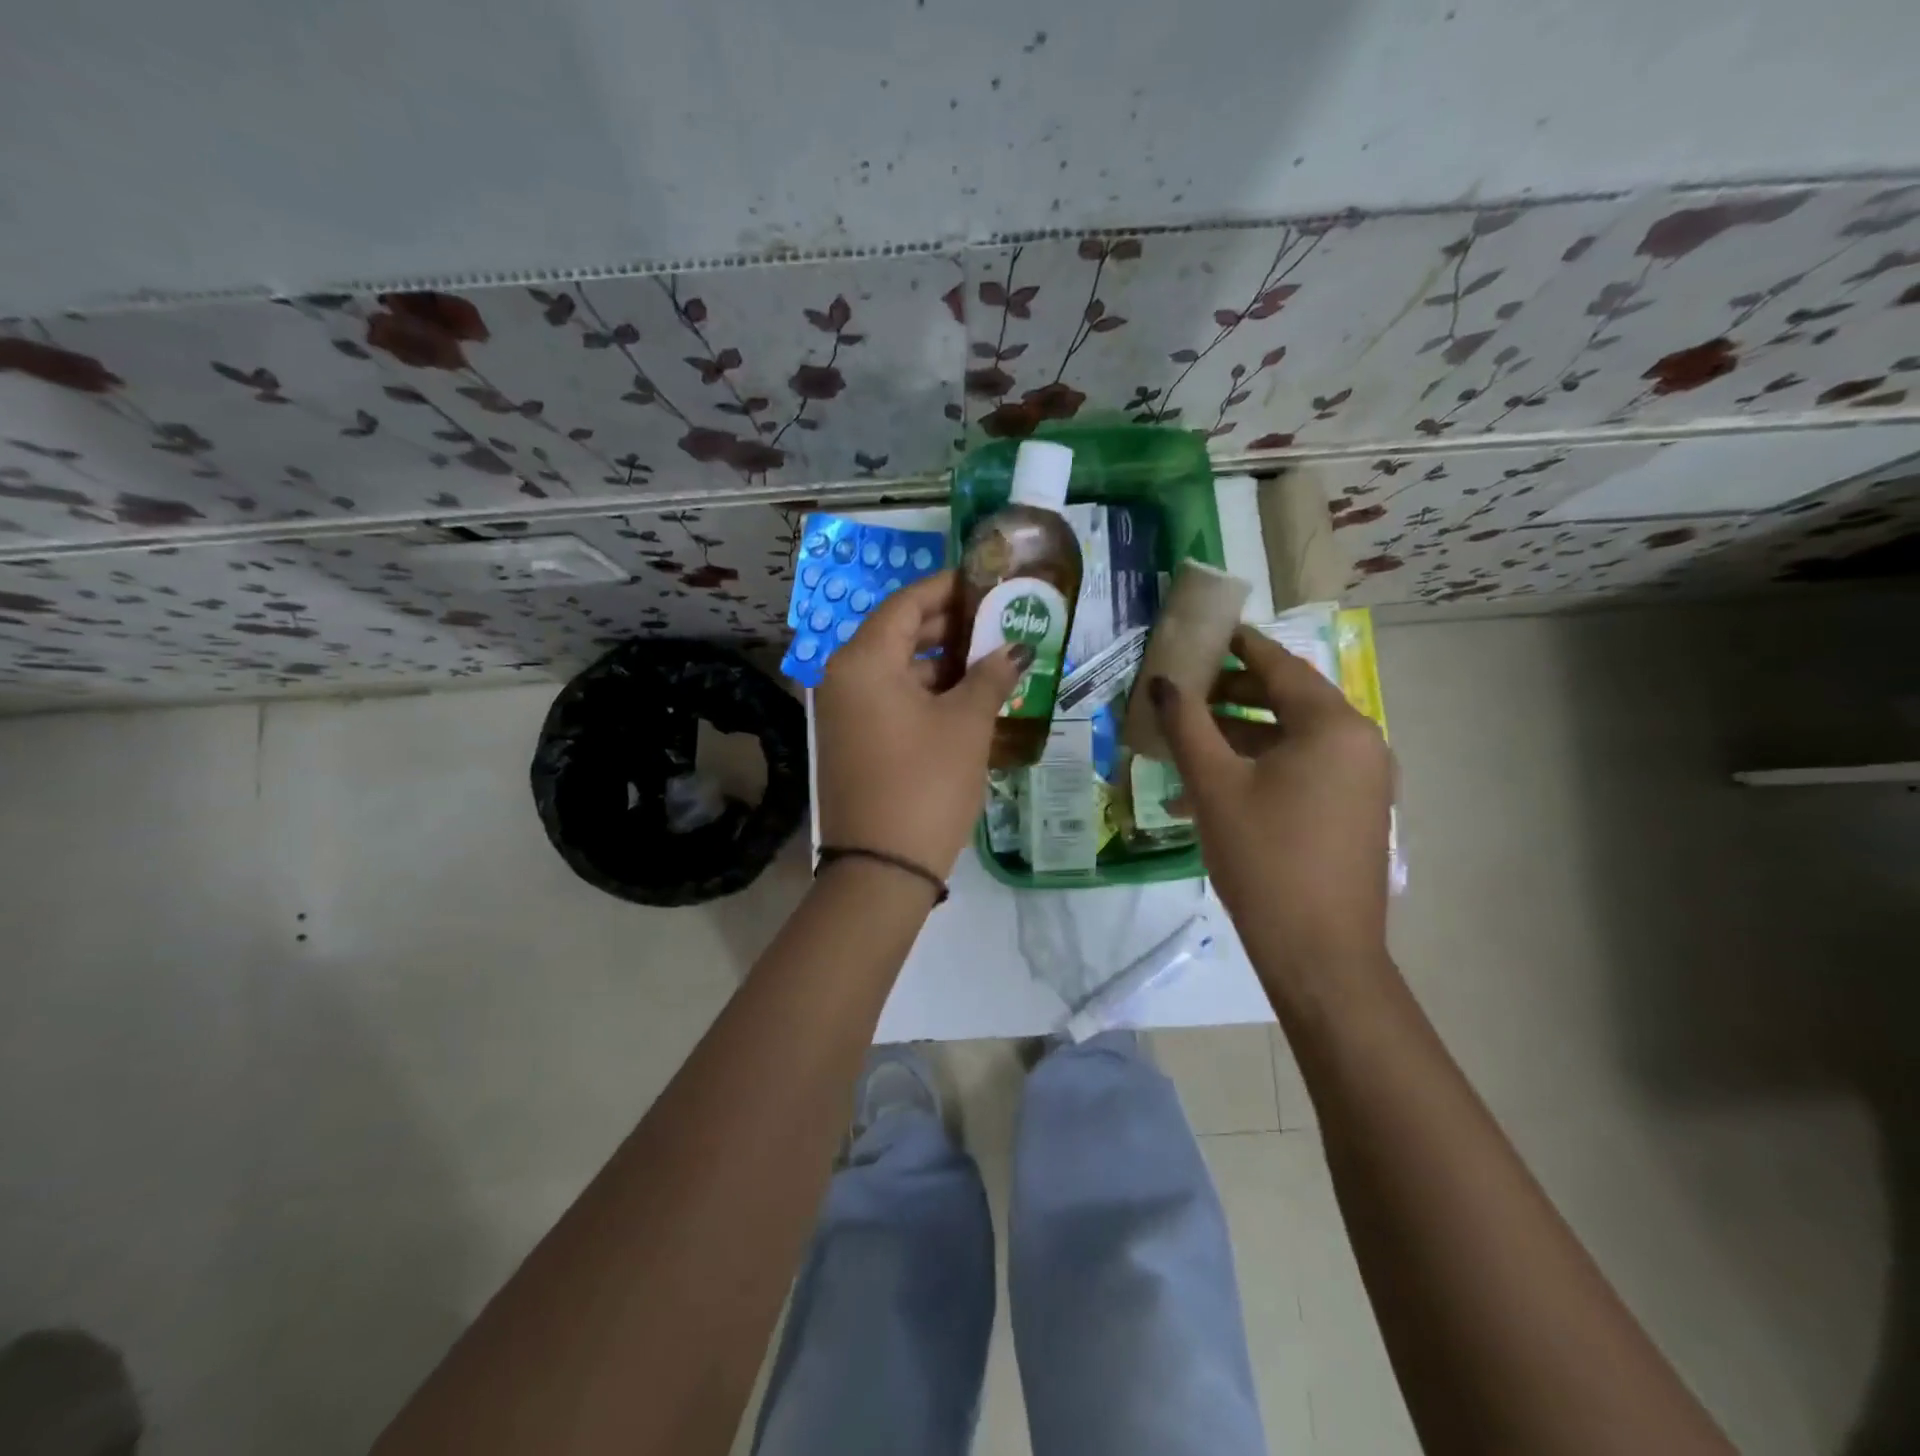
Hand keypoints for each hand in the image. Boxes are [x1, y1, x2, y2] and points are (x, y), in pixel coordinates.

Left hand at [814, 570, 1029, 878]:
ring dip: (940, 664)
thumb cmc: (925, 783)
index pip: (906, 604)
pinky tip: (964, 699)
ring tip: (990, 661)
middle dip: (949, 628)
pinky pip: (889, 699)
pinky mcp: (851, 740)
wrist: (881, 867)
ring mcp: (843, 712)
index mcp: (863, 661)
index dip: (948, 589)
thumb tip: (1016, 648)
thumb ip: (990, 676)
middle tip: (997, 622)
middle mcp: (843, 678)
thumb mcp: (966, 725)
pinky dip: (924, 694)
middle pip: (898, 634)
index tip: (985, 583)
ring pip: (896, 670)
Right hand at [1149, 625, 1392, 975]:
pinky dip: (1258, 768)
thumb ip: (1186, 725)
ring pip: (1290, 739)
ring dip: (1238, 736)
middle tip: (1183, 689)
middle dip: (1231, 694)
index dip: (1239, 646)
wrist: (1319, 954)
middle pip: (1287, 700)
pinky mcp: (1353, 811)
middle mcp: (1359, 743)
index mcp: (1333, 726)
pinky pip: (1301, 771)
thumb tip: (1162, 682)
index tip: (1206, 631)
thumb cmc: (1264, 859)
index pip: (1280, 666)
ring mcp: (1361, 780)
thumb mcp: (1214, 787)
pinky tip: (1210, 789)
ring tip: (1186, 738)